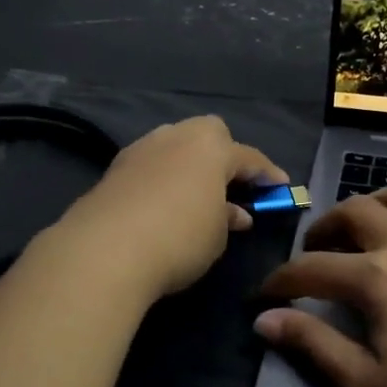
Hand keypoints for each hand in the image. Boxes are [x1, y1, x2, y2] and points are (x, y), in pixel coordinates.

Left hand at [56, 116, 287, 300]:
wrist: (104, 251)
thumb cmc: (179, 238)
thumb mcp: (216, 236)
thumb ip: (228, 218)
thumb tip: (234, 213)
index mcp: (210, 147)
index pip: (249, 157)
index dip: (268, 175)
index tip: (281, 189)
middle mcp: (175, 137)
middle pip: (208, 135)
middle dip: (223, 154)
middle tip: (232, 185)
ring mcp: (141, 149)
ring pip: (174, 146)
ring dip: (189, 165)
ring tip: (196, 196)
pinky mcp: (114, 169)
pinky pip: (151, 166)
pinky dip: (163, 178)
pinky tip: (164, 204)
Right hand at [254, 184, 386, 386]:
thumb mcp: (367, 386)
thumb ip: (314, 346)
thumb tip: (264, 320)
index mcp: (377, 278)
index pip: (312, 268)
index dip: (280, 281)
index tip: (262, 297)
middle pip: (356, 211)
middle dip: (324, 227)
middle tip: (314, 253)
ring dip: (379, 203)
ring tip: (367, 228)